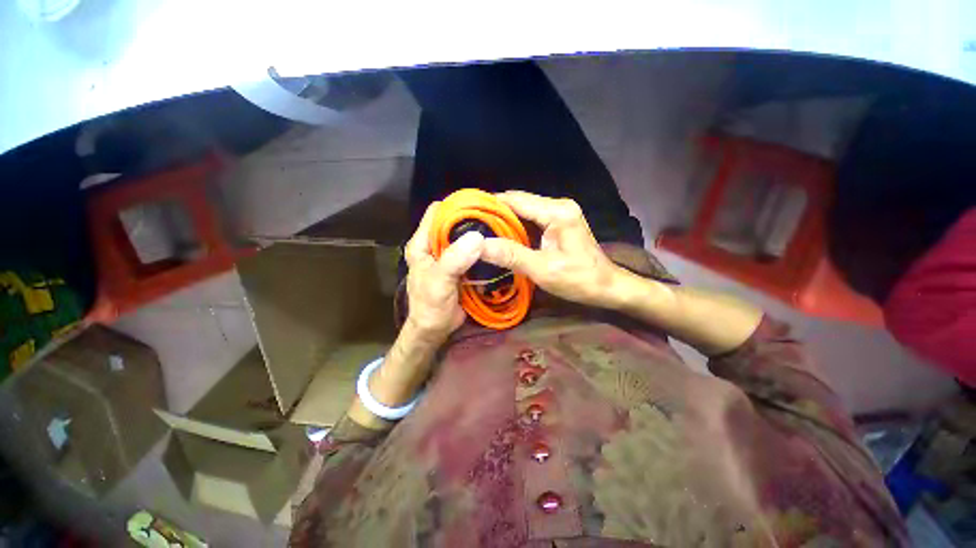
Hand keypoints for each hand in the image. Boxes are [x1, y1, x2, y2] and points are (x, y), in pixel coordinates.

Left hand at [403, 201, 485, 341]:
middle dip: (473, 219)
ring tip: (500, 230)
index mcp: (422, 243)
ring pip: (465, 237)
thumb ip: (454, 260)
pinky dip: (483, 249)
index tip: (480, 206)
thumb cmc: (431, 306)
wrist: (435, 330)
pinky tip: (496, 248)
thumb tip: (478, 237)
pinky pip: (473, 252)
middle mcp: (434, 245)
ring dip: (480, 234)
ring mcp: (448, 256)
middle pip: (454, 222)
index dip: (456, 205)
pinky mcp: (460, 267)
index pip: (437, 212)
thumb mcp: (439, 282)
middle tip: (496, 218)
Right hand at [480, 191, 626, 308]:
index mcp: (557, 212)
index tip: (467, 212)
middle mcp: (558, 206)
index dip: (491, 204)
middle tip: (470, 223)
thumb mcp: (543, 269)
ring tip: (480, 228)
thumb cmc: (579, 280)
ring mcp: (559, 213)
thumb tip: (478, 246)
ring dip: (504, 219)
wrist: (607, 287)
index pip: (516, 200)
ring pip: (524, 210)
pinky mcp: (559, 223)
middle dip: (495, 211)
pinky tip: (501, 235)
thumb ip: (511, 255)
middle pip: (519, 202)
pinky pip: (531, 219)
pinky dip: (515, 226)